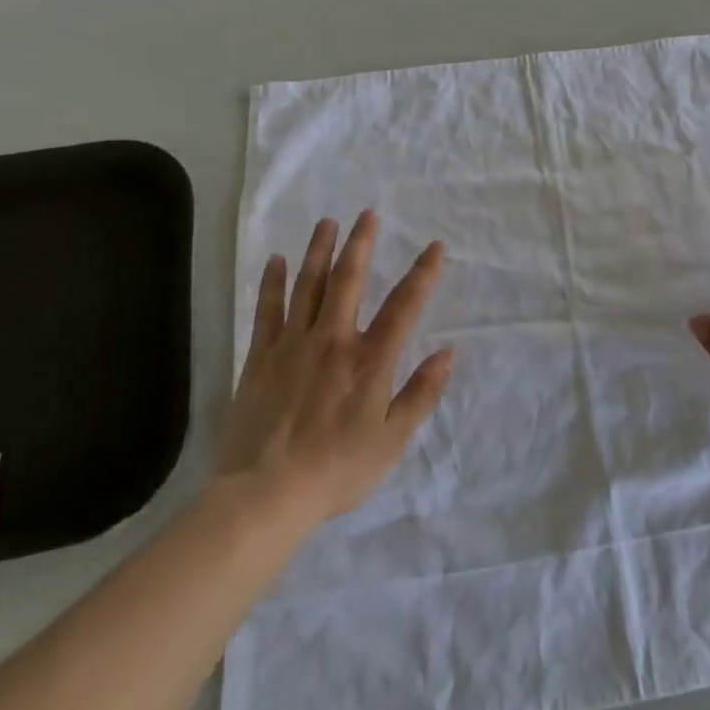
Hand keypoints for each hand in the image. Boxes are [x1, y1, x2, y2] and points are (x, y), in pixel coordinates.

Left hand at [220, 211, 453, 525]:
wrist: (265, 495)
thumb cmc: (337, 470)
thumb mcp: (392, 440)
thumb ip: (421, 393)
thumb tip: (448, 352)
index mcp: (369, 360)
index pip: (404, 306)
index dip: (423, 274)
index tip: (435, 247)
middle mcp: (332, 341)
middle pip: (348, 281)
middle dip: (361, 244)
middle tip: (367, 214)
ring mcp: (292, 346)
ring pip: (308, 286)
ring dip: (319, 251)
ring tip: (327, 223)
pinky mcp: (260, 358)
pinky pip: (267, 310)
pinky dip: (273, 283)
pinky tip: (276, 260)